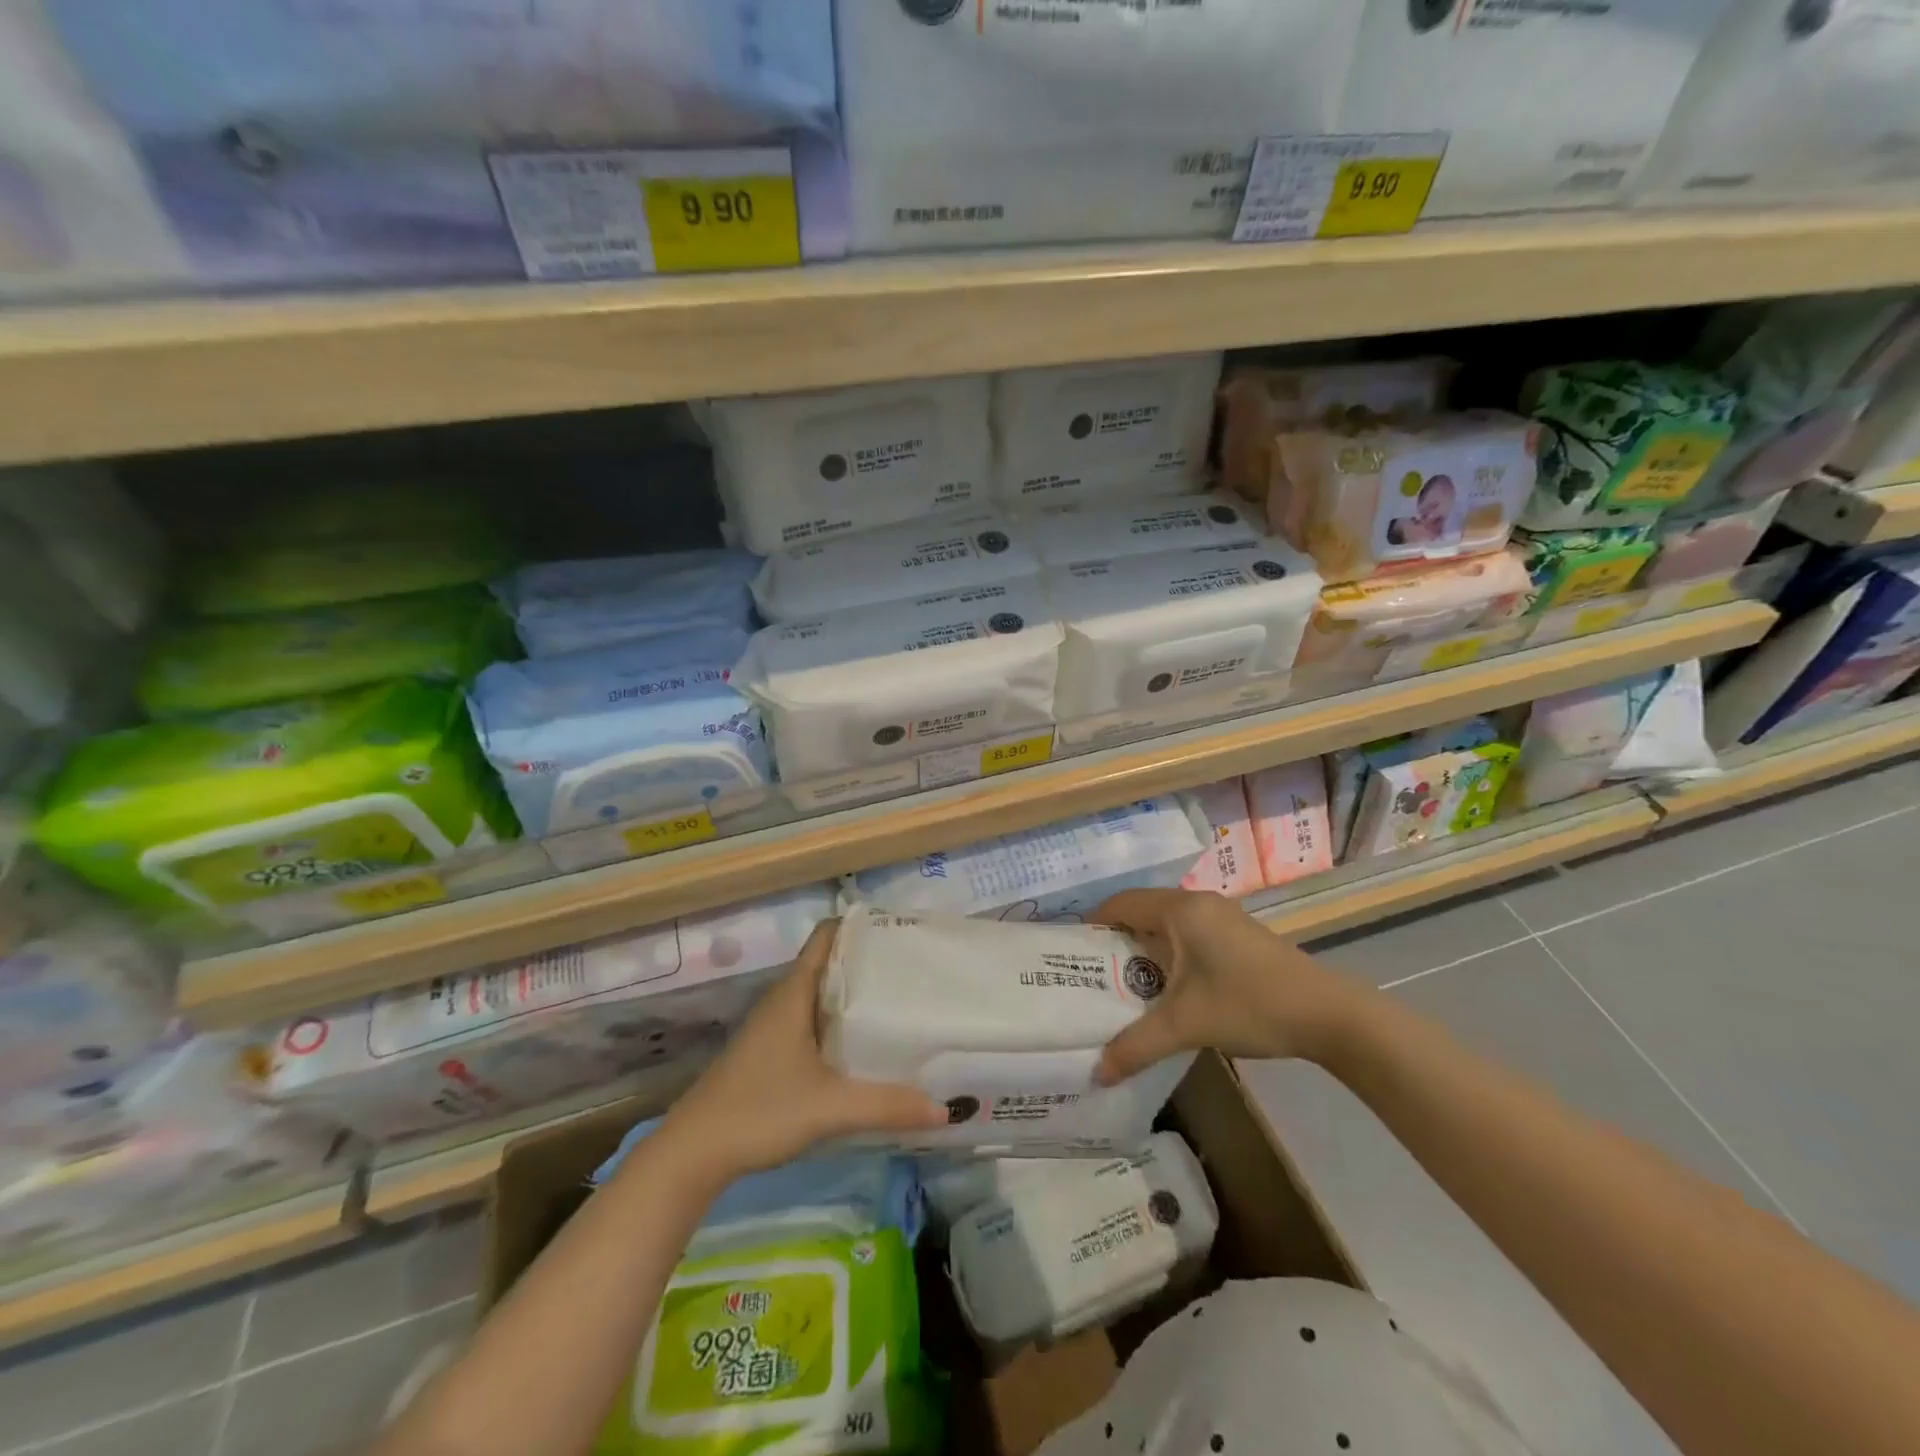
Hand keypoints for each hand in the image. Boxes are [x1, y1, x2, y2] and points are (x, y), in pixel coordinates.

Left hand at [659, 920, 946, 1179]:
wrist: (693, 1154)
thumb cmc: (759, 1111)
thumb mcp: (830, 1108)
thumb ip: (887, 1106)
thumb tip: (946, 1109)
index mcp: (794, 993)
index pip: (827, 937)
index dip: (860, 926)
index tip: (900, 929)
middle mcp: (783, 1000)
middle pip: (829, 964)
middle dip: (868, 962)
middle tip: (913, 968)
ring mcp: (773, 1027)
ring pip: (820, 996)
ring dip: (853, 995)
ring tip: (898, 1001)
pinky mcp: (770, 1053)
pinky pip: (812, 1021)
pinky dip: (838, 1022)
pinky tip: (862, 1045)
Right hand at [1092, 889, 1369, 1084]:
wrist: (1329, 1015)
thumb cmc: (1249, 1004)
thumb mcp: (1186, 1025)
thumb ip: (1136, 1046)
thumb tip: (1096, 1073)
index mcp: (1181, 910)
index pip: (1120, 903)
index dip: (1093, 925)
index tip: (1071, 953)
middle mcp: (1199, 904)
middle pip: (1142, 913)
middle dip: (1116, 942)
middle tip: (1090, 974)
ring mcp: (1223, 918)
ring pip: (1167, 927)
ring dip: (1144, 951)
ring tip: (1121, 985)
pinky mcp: (1239, 937)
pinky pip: (1189, 936)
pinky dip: (1169, 956)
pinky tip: (1165, 989)